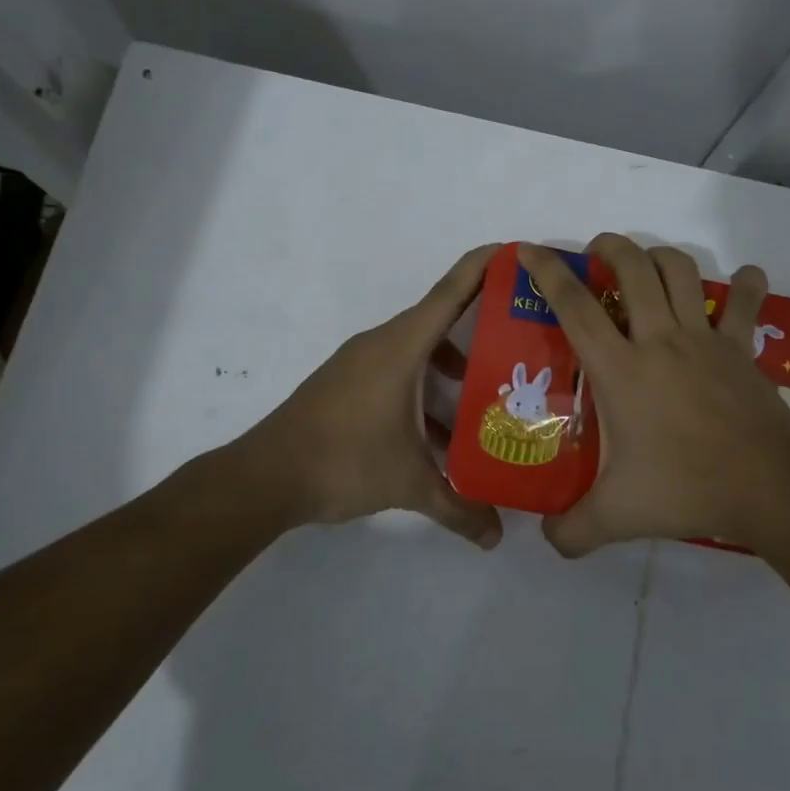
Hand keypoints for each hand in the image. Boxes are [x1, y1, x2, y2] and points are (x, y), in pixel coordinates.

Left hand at [222, 244, 503, 547]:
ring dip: (454, 361)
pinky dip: (426, 384)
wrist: (264, 477)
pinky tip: (442, 429)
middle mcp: (382, 343)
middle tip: (524, 335)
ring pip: (420, 347)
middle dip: (483, 320)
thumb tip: (496, 537)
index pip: (452, 291)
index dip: (486, 266)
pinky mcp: (348, 382)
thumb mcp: (409, 484)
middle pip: (441, 316)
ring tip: (489, 389)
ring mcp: (361, 362)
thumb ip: (458, 508)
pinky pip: (399, 367)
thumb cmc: (342, 461)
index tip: (519, 253)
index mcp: (401, 347)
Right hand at [520, 235, 789, 555]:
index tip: (528, 249)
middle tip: (596, 252)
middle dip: (609, 246)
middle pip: (632, 267)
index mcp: (621, 369)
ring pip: (680, 271)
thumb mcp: (616, 517)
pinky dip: (744, 284)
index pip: (575, 307)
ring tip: (645, 264)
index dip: (548, 272)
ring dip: (658, 256)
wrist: (769, 488)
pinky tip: (744, 278)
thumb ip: (572, 531)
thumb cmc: (686, 490)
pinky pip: (744, 303)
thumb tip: (548, 542)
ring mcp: (705, 339)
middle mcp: (660, 339)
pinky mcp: (740, 349)